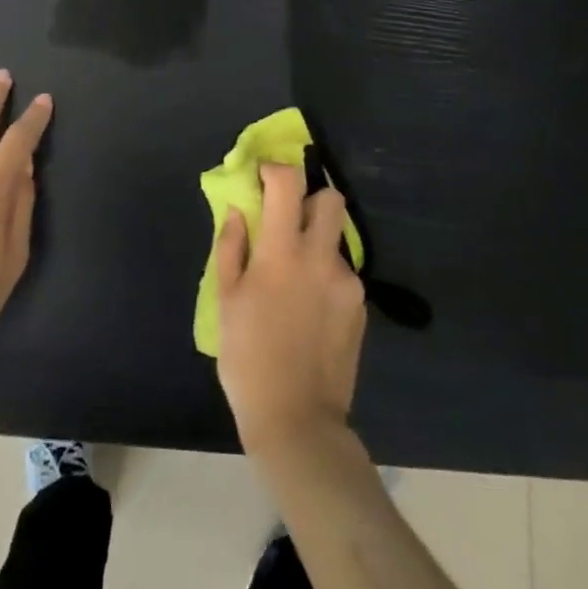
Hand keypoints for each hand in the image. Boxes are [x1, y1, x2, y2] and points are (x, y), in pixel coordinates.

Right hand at [215, 162, 366, 454]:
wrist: (297, 418)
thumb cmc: (248, 358)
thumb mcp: (226, 301)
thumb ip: (232, 248)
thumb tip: (240, 211)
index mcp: (282, 253)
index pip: (289, 184)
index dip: (276, 170)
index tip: (263, 177)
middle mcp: (321, 258)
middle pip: (331, 199)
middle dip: (310, 198)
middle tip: (289, 220)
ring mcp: (347, 282)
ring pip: (337, 238)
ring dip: (317, 241)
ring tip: (295, 277)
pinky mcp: (360, 306)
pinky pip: (343, 272)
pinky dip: (325, 275)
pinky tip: (310, 309)